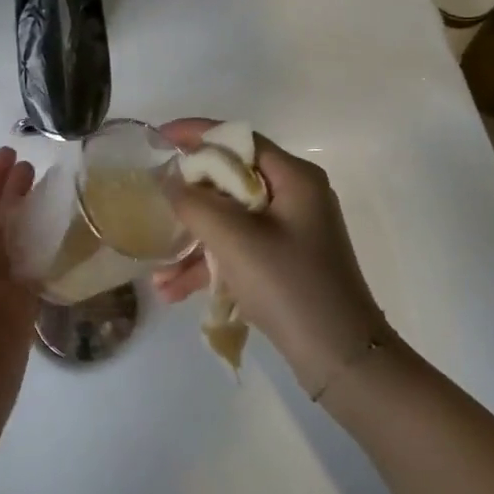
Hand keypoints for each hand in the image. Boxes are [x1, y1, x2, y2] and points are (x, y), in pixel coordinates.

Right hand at [153, 119, 395, 395]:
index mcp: (294, 178)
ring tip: (156, 272)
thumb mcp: (235, 240)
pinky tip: (173, 291)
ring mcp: (290, 232)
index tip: (158, 138)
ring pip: (229, 220)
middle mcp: (295, 197)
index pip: (239, 139)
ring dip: (192, 242)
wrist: (341, 359)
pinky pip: (238, 250)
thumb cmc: (290, 286)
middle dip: (188, 199)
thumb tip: (169, 180)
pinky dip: (209, 265)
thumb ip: (195, 203)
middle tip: (152, 206)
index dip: (196, 134)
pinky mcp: (284, 263)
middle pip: (230, 180)